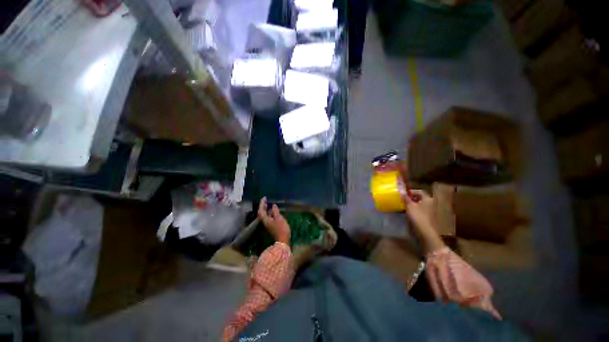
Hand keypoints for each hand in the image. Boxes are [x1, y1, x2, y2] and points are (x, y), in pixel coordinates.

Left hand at [258, 197, 290, 243]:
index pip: (261, 209)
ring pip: (265, 215)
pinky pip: (268, 218)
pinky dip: (269, 213)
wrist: (282, 240)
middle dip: (263, 206)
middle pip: (262, 212)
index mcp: (265, 219)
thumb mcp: (279, 218)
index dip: (262, 203)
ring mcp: (268, 224)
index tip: (264, 198)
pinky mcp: (271, 226)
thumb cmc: (281, 229)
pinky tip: (273, 212)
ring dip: (266, 210)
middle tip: (266, 200)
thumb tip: (273, 205)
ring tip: (269, 204)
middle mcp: (264, 221)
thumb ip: (275, 211)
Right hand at [403, 190, 444, 252]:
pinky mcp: (429, 219)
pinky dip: (416, 212)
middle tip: (403, 202)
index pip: (419, 191)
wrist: (426, 233)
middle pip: (420, 199)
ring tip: (405, 209)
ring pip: (421, 206)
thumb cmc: (419, 218)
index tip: (403, 195)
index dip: (411, 192)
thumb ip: (406, 199)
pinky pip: (422, 212)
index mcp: (428, 198)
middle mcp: (431, 203)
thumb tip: (401, 190)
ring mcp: (431, 212)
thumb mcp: (410, 207)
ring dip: (413, 206)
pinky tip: (410, 216)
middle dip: (412, 200)